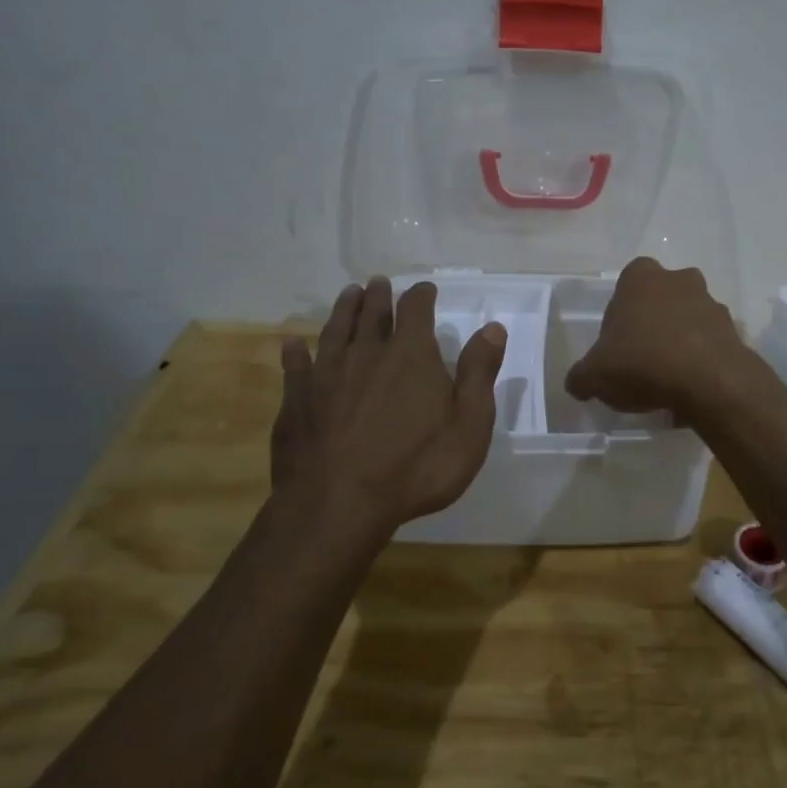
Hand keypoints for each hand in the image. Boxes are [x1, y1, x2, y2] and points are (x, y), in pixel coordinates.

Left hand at [273, 277, 506, 538]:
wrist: (339, 504)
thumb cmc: (416, 467)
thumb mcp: (468, 425)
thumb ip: (479, 373)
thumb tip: (493, 328)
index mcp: (411, 355)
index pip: (416, 309)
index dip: (422, 296)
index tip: (425, 289)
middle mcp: (367, 353)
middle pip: (372, 313)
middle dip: (378, 296)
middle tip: (378, 283)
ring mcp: (326, 375)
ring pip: (335, 330)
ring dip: (344, 310)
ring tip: (348, 295)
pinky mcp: (296, 400)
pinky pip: (295, 366)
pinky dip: (296, 352)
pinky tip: (293, 345)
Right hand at [564, 257, 753, 418]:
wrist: (709, 382)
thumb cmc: (643, 363)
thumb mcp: (595, 375)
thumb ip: (581, 376)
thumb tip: (577, 383)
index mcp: (641, 279)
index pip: (628, 280)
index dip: (621, 310)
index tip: (617, 340)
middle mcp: (679, 281)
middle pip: (662, 297)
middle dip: (653, 321)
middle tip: (641, 357)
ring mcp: (711, 304)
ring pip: (689, 318)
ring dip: (680, 340)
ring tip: (667, 380)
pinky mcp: (734, 331)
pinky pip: (710, 344)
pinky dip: (701, 361)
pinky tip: (690, 390)